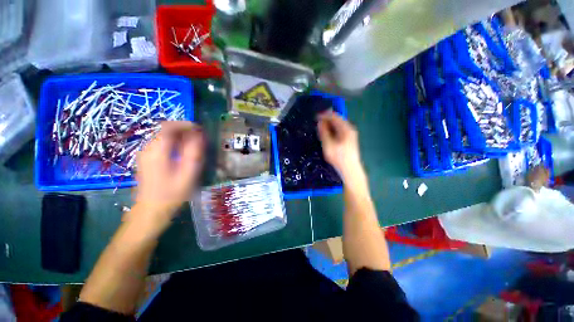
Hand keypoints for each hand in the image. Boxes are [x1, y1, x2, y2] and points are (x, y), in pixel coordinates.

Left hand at [135, 121, 204, 225]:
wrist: (151, 210)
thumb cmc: (172, 194)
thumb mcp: (188, 174)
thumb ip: (193, 153)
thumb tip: (199, 135)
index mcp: (157, 151)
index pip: (169, 127)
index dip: (185, 124)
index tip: (199, 129)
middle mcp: (148, 148)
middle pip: (165, 130)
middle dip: (184, 130)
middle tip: (199, 138)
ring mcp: (145, 153)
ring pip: (163, 136)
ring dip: (180, 136)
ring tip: (194, 144)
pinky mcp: (146, 158)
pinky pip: (161, 143)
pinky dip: (174, 142)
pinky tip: (182, 152)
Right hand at [317, 111, 362, 179]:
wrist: (350, 169)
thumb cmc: (338, 157)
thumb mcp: (328, 145)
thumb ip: (324, 132)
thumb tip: (320, 122)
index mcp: (346, 129)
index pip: (335, 117)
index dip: (325, 115)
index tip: (316, 116)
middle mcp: (350, 129)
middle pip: (338, 120)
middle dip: (327, 120)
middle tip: (317, 122)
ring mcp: (351, 134)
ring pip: (339, 125)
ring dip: (329, 125)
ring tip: (321, 128)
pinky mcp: (349, 140)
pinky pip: (340, 130)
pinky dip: (333, 130)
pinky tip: (328, 134)